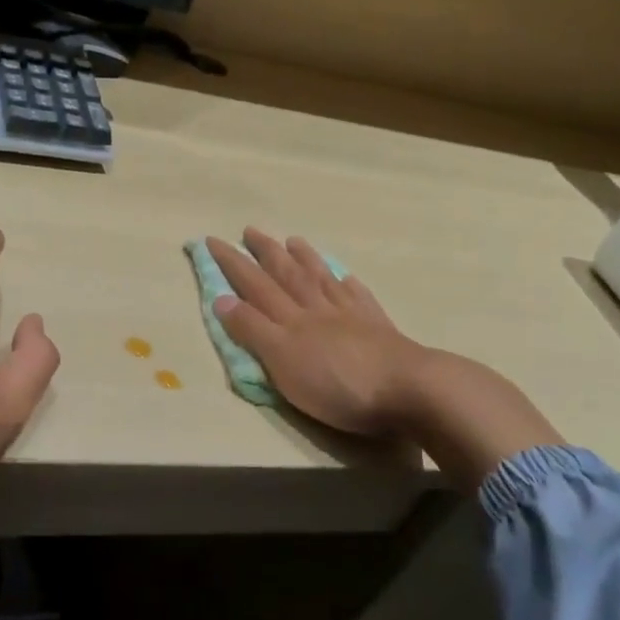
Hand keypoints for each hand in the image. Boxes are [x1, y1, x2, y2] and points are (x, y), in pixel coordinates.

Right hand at [205, 229, 426, 435]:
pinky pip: (358, 296)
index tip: (212, 240)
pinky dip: (347, 283)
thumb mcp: (282, 362)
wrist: (407, 388)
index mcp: (290, 320)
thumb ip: (253, 330)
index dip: (233, 264)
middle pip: (286, 275)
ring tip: (293, 240)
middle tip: (249, 230)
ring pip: (321, 279)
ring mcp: (350, 315)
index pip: (254, 285)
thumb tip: (222, 299)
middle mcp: (317, 309)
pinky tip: (345, 276)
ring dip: (304, 259)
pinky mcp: (378, 328)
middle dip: (264, 253)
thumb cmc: (337, 384)